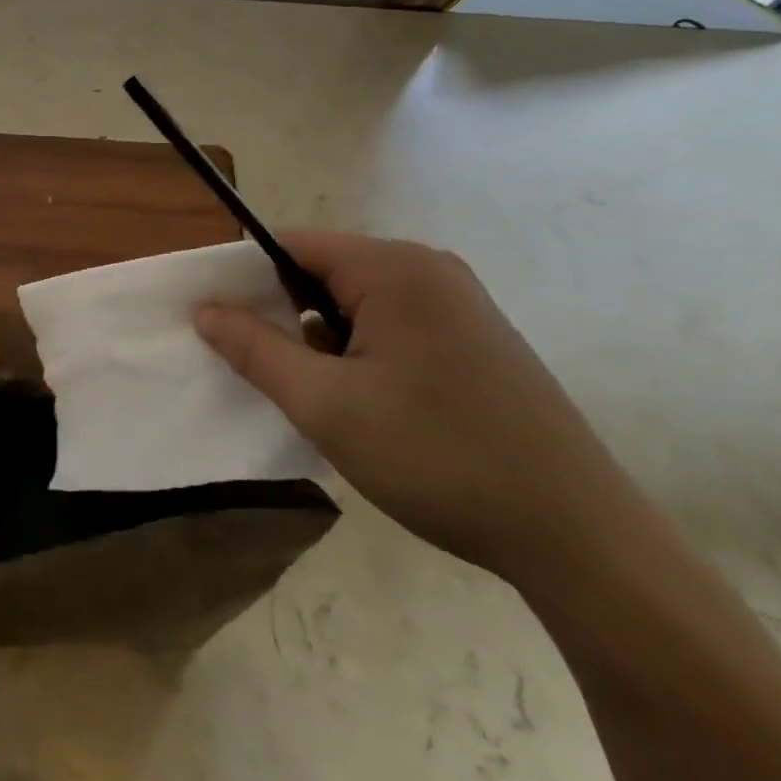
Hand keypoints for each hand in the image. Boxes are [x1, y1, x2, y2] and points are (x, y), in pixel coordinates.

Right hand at [194, 231, 642, 583]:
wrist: (577, 535)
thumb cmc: (437, 456)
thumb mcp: (325, 405)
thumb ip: (255, 350)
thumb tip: (203, 310)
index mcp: (394, 268)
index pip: (292, 245)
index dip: (245, 277)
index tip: (216, 321)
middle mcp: (429, 269)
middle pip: (325, 271)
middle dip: (284, 314)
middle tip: (262, 368)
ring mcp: (458, 303)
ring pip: (356, 302)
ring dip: (322, 339)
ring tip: (316, 396)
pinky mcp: (475, 338)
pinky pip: (392, 325)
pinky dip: (360, 352)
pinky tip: (363, 404)